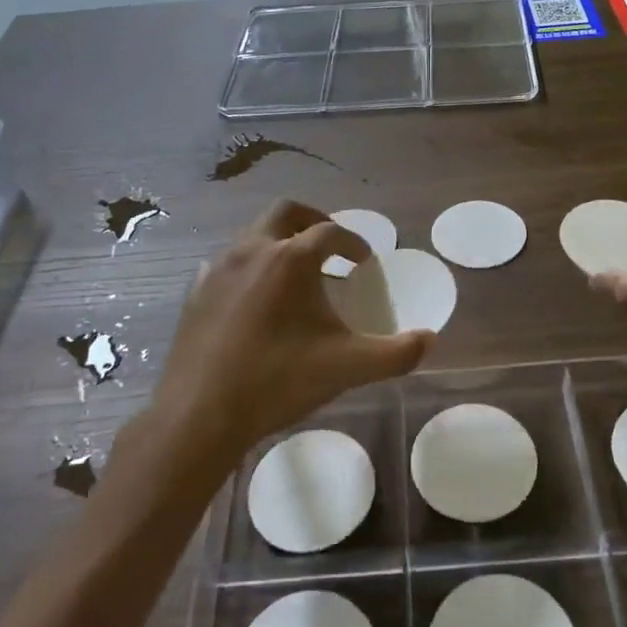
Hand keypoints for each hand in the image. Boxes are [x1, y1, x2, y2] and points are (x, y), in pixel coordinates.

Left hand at [149, 201, 432, 464]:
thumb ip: (396, 353)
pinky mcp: (196, 292)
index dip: (353, 241)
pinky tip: (256, 297)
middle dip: (313, 221)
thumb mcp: (348, 368)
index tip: (364, 259)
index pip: (330, 232)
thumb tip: (430, 339)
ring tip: (295, 272)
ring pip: (253, 234)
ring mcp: (218, 269)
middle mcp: (252, 250)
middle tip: (331, 244)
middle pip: (286, 212)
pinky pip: (227, 262)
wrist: (200, 414)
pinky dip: (250, 266)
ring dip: (279, 241)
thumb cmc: (278, 381)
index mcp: (291, 259)